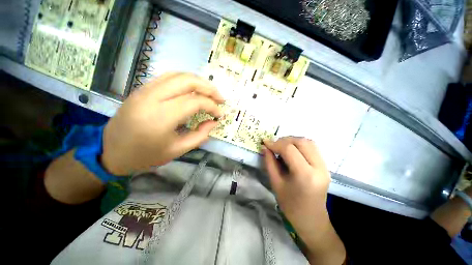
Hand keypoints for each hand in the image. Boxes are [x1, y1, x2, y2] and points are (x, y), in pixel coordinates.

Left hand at [101, 73, 223, 175]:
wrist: (110, 151)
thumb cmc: (145, 155)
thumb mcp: (177, 150)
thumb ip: (200, 136)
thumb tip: (214, 122)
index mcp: (161, 117)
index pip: (195, 102)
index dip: (211, 106)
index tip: (219, 114)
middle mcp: (152, 98)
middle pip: (187, 81)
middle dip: (209, 88)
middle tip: (220, 98)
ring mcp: (145, 90)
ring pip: (178, 75)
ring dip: (198, 81)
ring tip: (210, 92)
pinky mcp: (142, 89)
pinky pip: (168, 77)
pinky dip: (185, 80)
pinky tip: (193, 89)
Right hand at [263, 137, 345, 263]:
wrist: (311, 220)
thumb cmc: (291, 205)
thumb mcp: (275, 183)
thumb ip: (269, 162)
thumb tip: (264, 147)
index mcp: (305, 175)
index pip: (289, 149)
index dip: (275, 144)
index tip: (265, 143)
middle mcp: (319, 167)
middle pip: (301, 142)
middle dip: (284, 140)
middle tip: (273, 145)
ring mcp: (324, 166)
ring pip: (309, 142)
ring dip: (293, 140)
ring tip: (281, 146)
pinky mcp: (325, 166)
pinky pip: (312, 148)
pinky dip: (300, 145)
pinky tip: (291, 151)